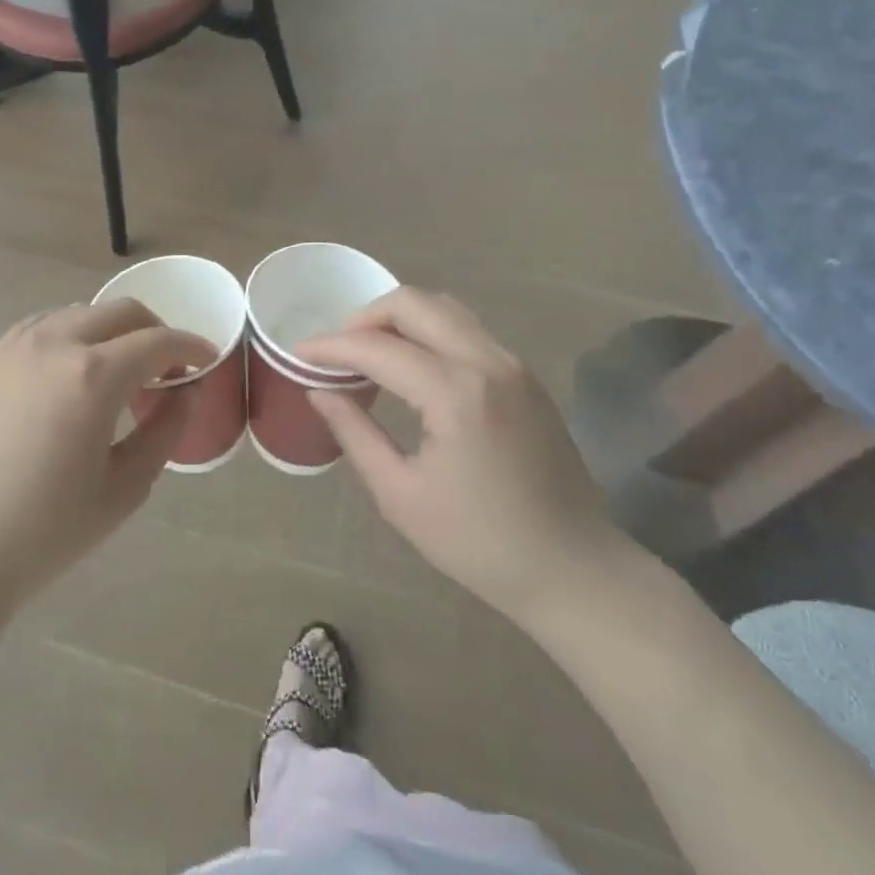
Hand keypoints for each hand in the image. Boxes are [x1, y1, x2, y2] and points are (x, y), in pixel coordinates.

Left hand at [0, 301, 214, 615]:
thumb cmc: (48, 530)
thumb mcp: (125, 486)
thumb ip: (166, 429)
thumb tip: (188, 390)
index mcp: (93, 375)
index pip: (158, 341)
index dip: (191, 346)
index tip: (207, 360)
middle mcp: (54, 343)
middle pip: (121, 312)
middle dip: (155, 331)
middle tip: (167, 367)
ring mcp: (15, 347)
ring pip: (80, 312)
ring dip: (112, 331)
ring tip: (118, 372)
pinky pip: (43, 327)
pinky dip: (72, 336)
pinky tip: (72, 373)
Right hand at [300, 288, 629, 624]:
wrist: (575, 570)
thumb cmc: (480, 543)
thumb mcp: (401, 495)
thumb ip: (355, 433)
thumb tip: (320, 391)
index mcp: (455, 394)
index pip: (377, 347)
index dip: (331, 346)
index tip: (298, 353)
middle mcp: (487, 362)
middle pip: (414, 303)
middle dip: (366, 317)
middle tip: (338, 350)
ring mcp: (512, 364)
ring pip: (444, 309)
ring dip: (400, 319)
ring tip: (371, 353)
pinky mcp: (525, 376)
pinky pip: (467, 330)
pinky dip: (430, 332)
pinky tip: (413, 367)